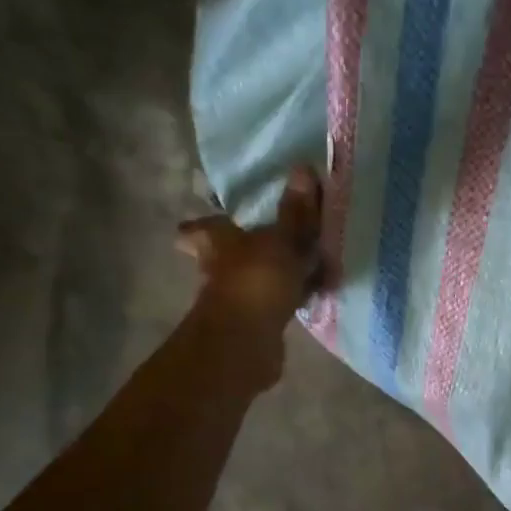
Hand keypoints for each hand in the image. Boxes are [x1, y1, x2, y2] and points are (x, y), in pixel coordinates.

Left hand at [176, 166, 322, 331]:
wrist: (247, 342)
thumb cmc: (257, 281)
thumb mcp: (282, 241)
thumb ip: (294, 212)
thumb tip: (302, 168)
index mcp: (217, 241)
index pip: (200, 228)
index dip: (205, 225)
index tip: (223, 220)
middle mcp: (219, 269)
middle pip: (226, 255)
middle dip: (245, 250)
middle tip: (271, 240)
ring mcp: (237, 298)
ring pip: (254, 279)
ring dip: (271, 274)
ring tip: (302, 264)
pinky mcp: (256, 324)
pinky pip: (276, 302)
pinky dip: (289, 297)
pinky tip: (310, 293)